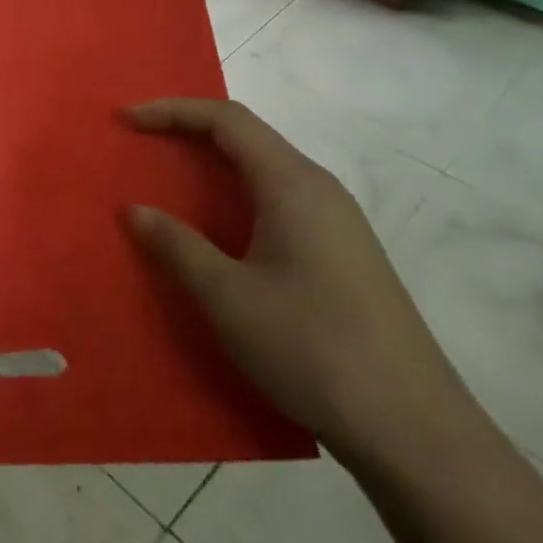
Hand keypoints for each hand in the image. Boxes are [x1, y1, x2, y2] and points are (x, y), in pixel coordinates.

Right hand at [125, 98, 473, 464]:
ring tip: (168, 181)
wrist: (415, 431)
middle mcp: (320, 191)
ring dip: (213, 164)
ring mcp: (337, 224)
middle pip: (248, 137)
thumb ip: (177, 246)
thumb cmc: (312, 349)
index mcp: (294, 185)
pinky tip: (217, 232)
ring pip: (264, 170)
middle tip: (141, 144)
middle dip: (189, 131)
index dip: (173, 111)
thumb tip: (135, 210)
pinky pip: (278, 201)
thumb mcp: (227, 297)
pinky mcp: (343, 255)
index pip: (227, 120)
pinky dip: (235, 196)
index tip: (127, 121)